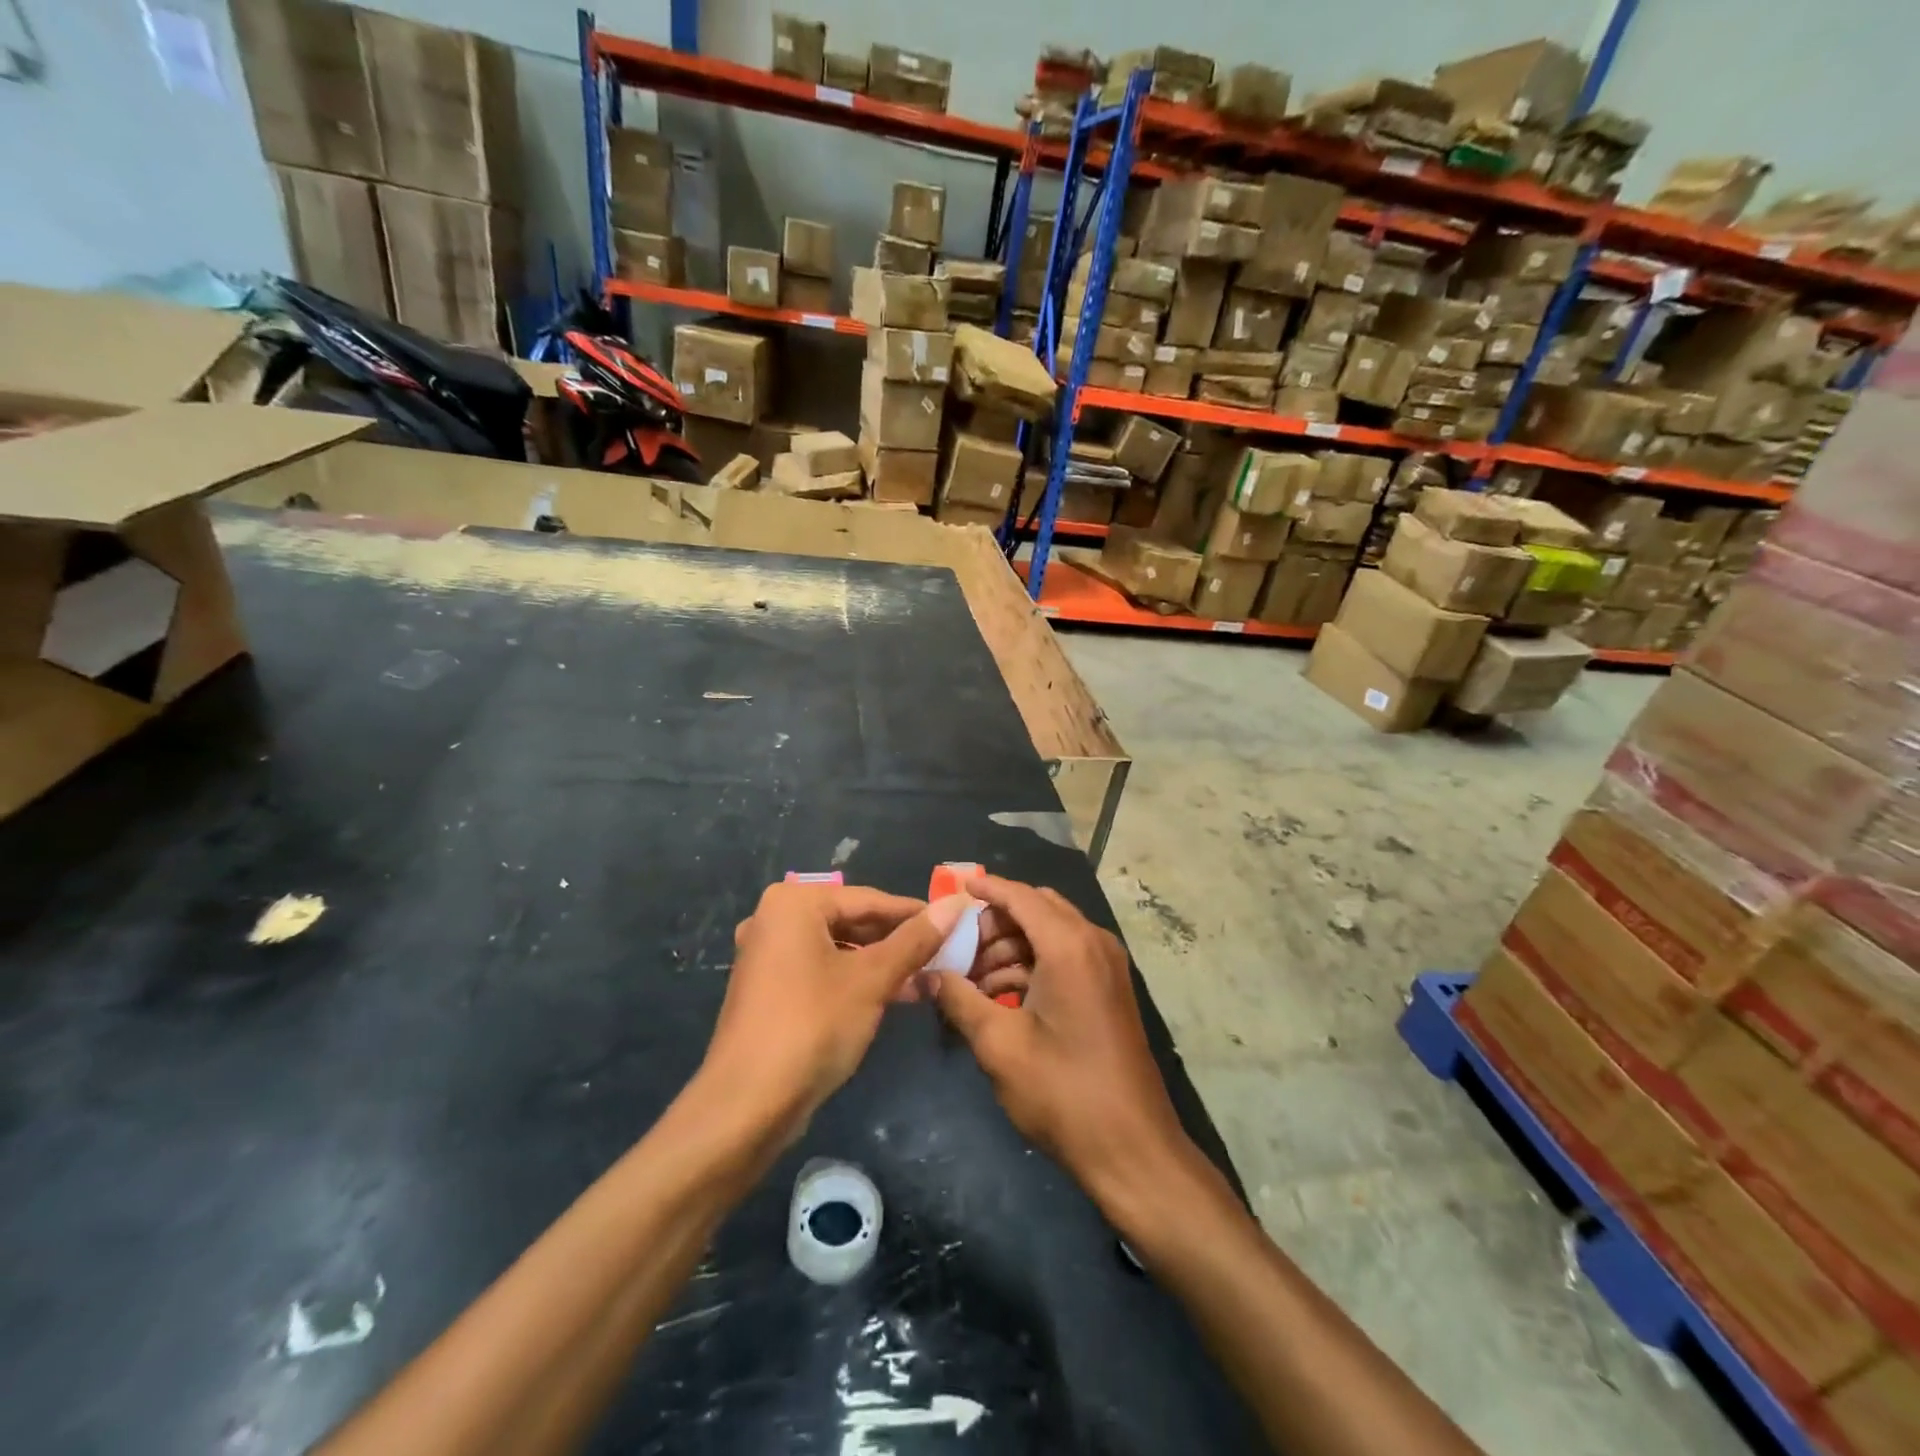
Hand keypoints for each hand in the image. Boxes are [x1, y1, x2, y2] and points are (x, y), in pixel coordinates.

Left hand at [703, 882, 966, 1134]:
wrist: (746, 1106)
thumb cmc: (812, 1026)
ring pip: (839, 948)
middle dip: (898, 940)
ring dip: (881, 963)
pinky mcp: (769, 988)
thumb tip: (956, 904)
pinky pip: (822, 970)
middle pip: (852, 921)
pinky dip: (855, 979)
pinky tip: (893, 995)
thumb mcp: (872, 979)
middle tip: (945, 953)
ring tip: (926, 977)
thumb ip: (916, 940)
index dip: (916, 913)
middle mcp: (774, 919)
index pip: (869, 899)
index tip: (956, 923)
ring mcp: (768, 955)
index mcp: (794, 903)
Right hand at [928, 875, 1189, 1198]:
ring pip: (1049, 933)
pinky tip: (1000, 997)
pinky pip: (1064, 957)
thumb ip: (960, 1000)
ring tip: (970, 982)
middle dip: (994, 923)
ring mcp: (1105, 966)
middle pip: (1036, 909)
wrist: (1132, 1149)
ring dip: (1010, 947)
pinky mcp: (1108, 989)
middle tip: (957, 949)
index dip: (986, 888)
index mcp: (1069, 945)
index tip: (953, 888)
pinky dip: (1031, 966)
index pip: (1021, 896)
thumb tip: (929, 974)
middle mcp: (1093, 943)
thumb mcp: (1000, 1045)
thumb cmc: (1063, 1092)